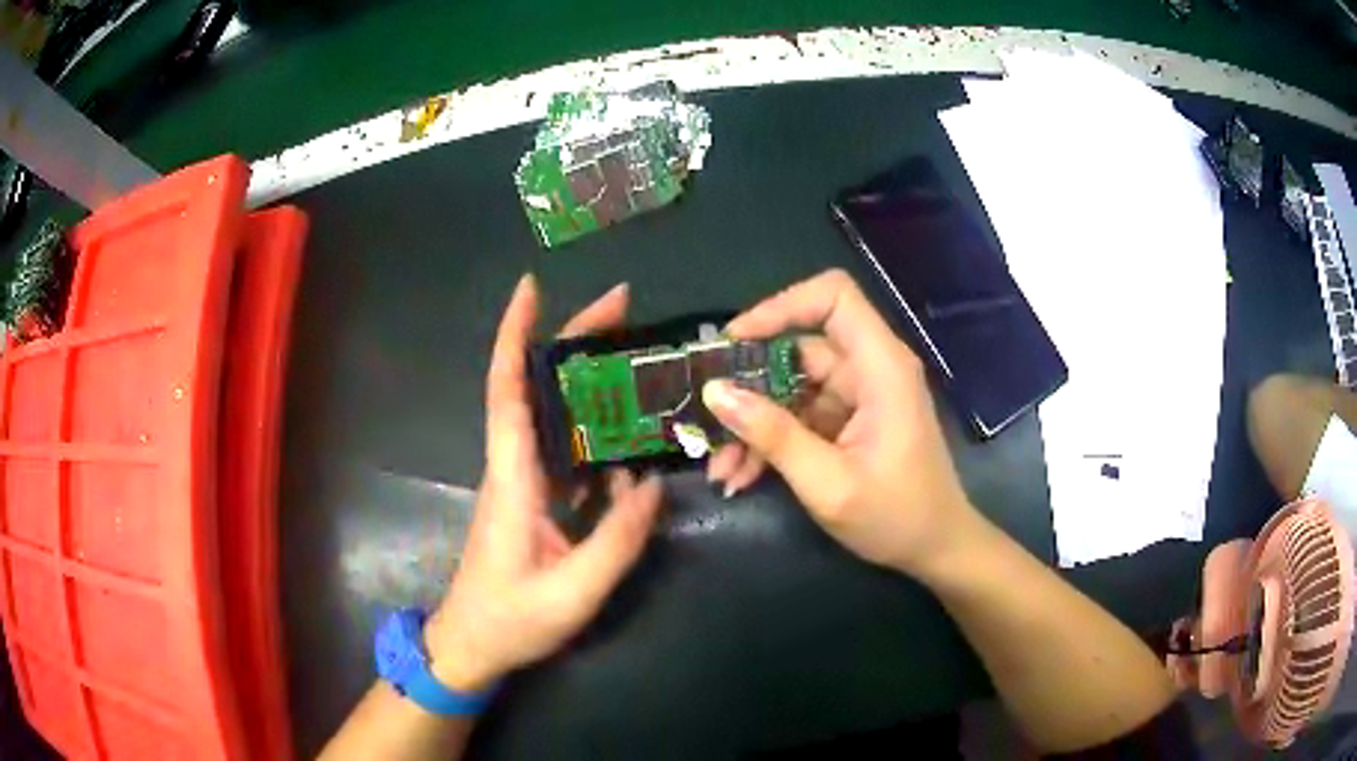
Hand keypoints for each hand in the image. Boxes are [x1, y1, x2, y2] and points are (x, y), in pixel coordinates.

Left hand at [425, 275, 661, 690]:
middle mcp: (513, 466)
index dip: (515, 335)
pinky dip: (597, 430)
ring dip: (588, 379)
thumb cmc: (510, 620)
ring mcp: (524, 482)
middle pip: (536, 386)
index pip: (507, 390)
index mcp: (512, 478)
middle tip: (624, 308)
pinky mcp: (535, 500)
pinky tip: (631, 432)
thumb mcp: (571, 592)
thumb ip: (616, 541)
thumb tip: (653, 485)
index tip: (532, 287)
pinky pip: (568, 452)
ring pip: (553, 413)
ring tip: (636, 356)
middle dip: (573, 339)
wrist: (472, 646)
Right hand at [702, 269, 978, 575]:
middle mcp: (870, 369)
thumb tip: (715, 392)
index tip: (734, 342)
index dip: (781, 306)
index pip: (833, 297)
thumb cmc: (896, 517)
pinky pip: (800, 415)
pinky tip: (741, 476)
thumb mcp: (828, 483)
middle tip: (708, 418)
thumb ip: (773, 435)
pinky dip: (771, 440)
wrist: (937, 549)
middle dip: (749, 385)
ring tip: (721, 467)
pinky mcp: (850, 420)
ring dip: (753, 423)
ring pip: (791, 387)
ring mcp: (859, 395)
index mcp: (881, 367)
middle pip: (799, 347)